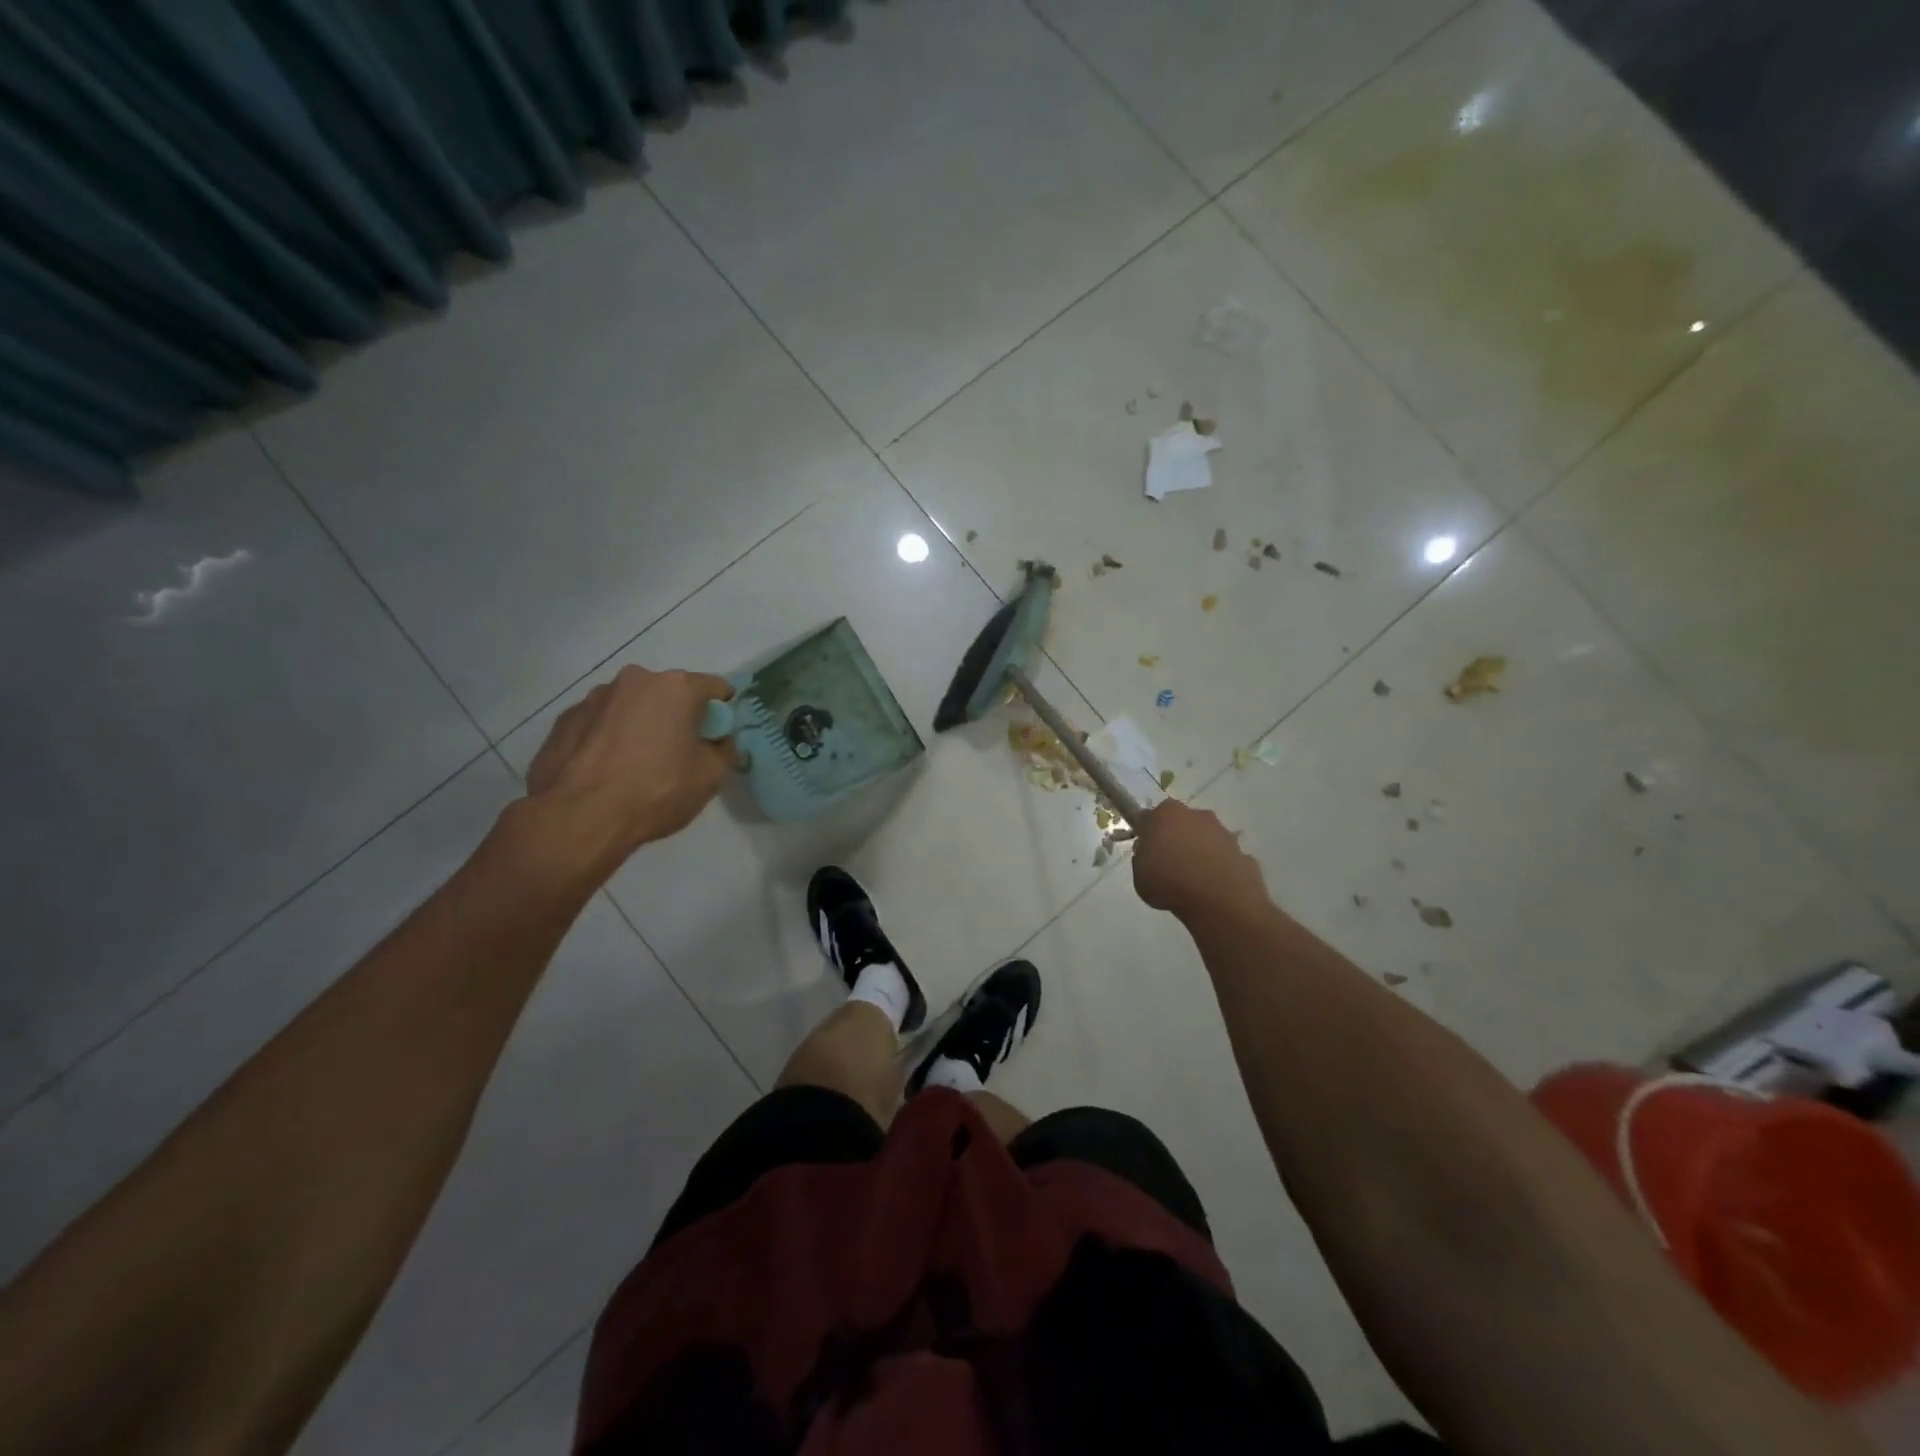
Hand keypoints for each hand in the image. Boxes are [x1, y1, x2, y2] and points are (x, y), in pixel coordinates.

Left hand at [524, 665, 734, 864]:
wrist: (579, 817)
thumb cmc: (656, 791)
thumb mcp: (711, 777)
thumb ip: (724, 750)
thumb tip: (719, 741)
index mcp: (676, 688)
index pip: (715, 687)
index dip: (722, 711)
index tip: (718, 736)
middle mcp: (635, 681)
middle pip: (669, 693)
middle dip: (677, 716)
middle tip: (678, 753)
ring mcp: (594, 698)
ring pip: (631, 706)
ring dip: (640, 725)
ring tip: (635, 764)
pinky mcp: (565, 720)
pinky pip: (599, 723)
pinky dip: (608, 738)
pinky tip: (606, 770)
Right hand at [1131, 800, 1268, 919]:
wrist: (1220, 902)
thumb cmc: (1170, 883)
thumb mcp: (1139, 875)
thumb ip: (1143, 858)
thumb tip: (1151, 853)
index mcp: (1167, 814)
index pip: (1151, 817)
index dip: (1147, 833)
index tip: (1146, 850)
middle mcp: (1197, 815)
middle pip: (1182, 823)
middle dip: (1176, 838)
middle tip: (1169, 864)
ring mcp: (1224, 833)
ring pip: (1206, 839)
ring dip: (1200, 852)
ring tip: (1193, 881)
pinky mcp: (1244, 853)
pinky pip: (1225, 858)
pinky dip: (1220, 869)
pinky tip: (1214, 889)